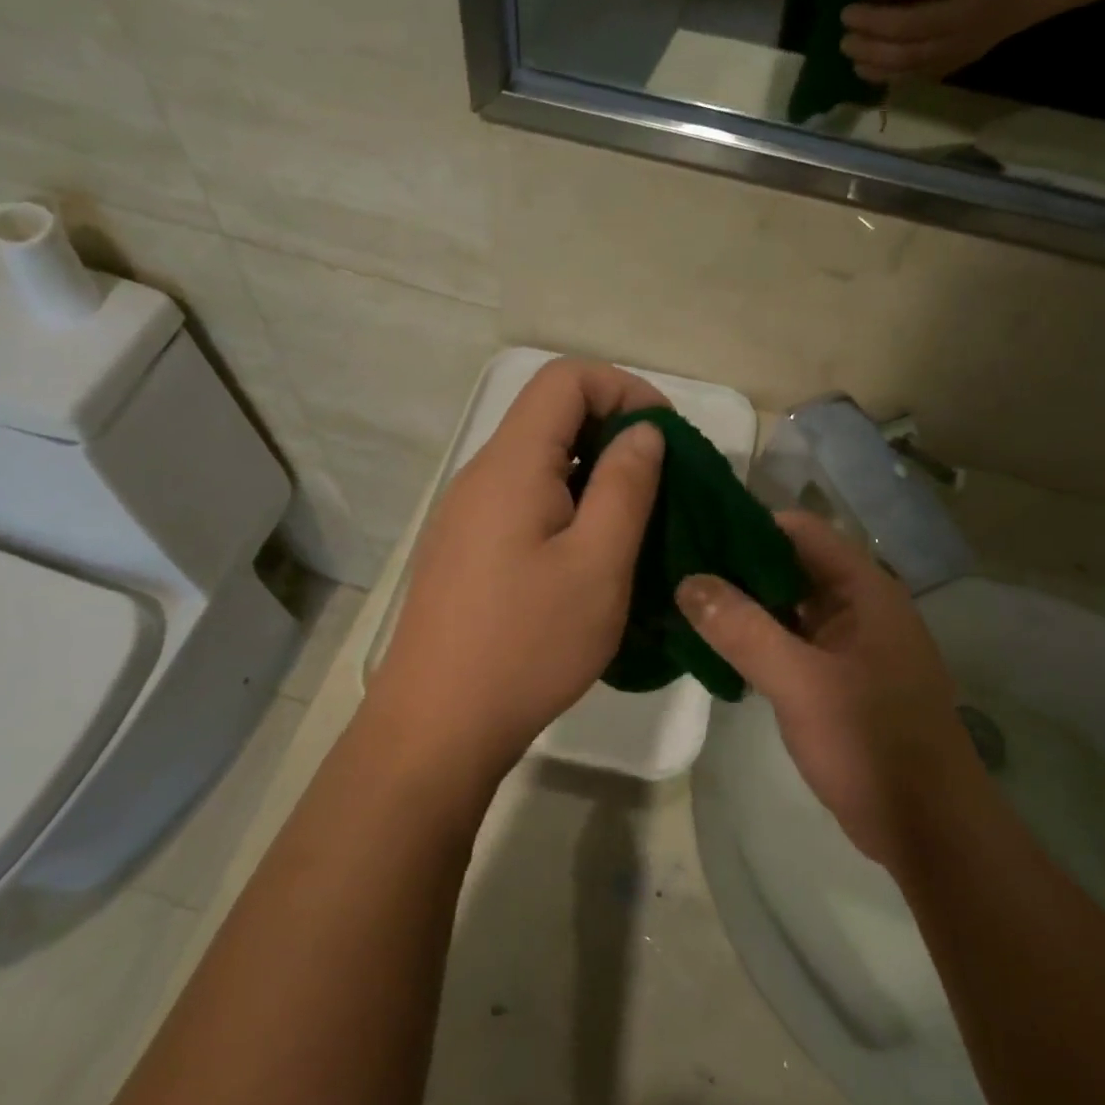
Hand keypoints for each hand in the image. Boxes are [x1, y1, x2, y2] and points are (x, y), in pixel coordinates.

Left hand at [370, 360, 669, 785]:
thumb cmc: (527, 643)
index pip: (565, 379)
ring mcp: (467, 513)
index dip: (623, 388)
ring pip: (539, 460)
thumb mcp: (598, 564)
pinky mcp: (466, 548)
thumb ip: (625, 486)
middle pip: (550, 414)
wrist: (438, 725)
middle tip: (663, 481)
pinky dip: (567, 503)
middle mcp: (481, 474)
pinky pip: (524, 500)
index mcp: (511, 464)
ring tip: (637, 519)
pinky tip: (591, 553)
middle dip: (614, 430)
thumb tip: (642, 431)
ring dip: (593, 471)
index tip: (667, 435)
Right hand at [676, 511, 978, 865]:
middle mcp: (859, 606)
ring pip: (788, 605)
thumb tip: (688, 581)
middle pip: (790, 564)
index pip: (798, 529)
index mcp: (864, 589)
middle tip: (675, 567)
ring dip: (743, 604)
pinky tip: (715, 645)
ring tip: (683, 601)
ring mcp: (850, 644)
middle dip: (736, 565)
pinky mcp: (839, 678)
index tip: (692, 530)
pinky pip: (791, 641)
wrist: (929, 828)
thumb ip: (743, 629)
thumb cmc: (871, 742)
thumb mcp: (800, 683)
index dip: (746, 524)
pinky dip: (757, 638)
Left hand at [841, 0, 1054, 84]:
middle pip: (909, 26)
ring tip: (846, 47)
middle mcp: (962, 14)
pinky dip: (884, 74)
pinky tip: (862, 68)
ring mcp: (957, 46)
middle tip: (845, 18)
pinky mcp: (952, 65)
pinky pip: (913, 76)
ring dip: (871, 55)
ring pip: (907, 58)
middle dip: (872, 24)